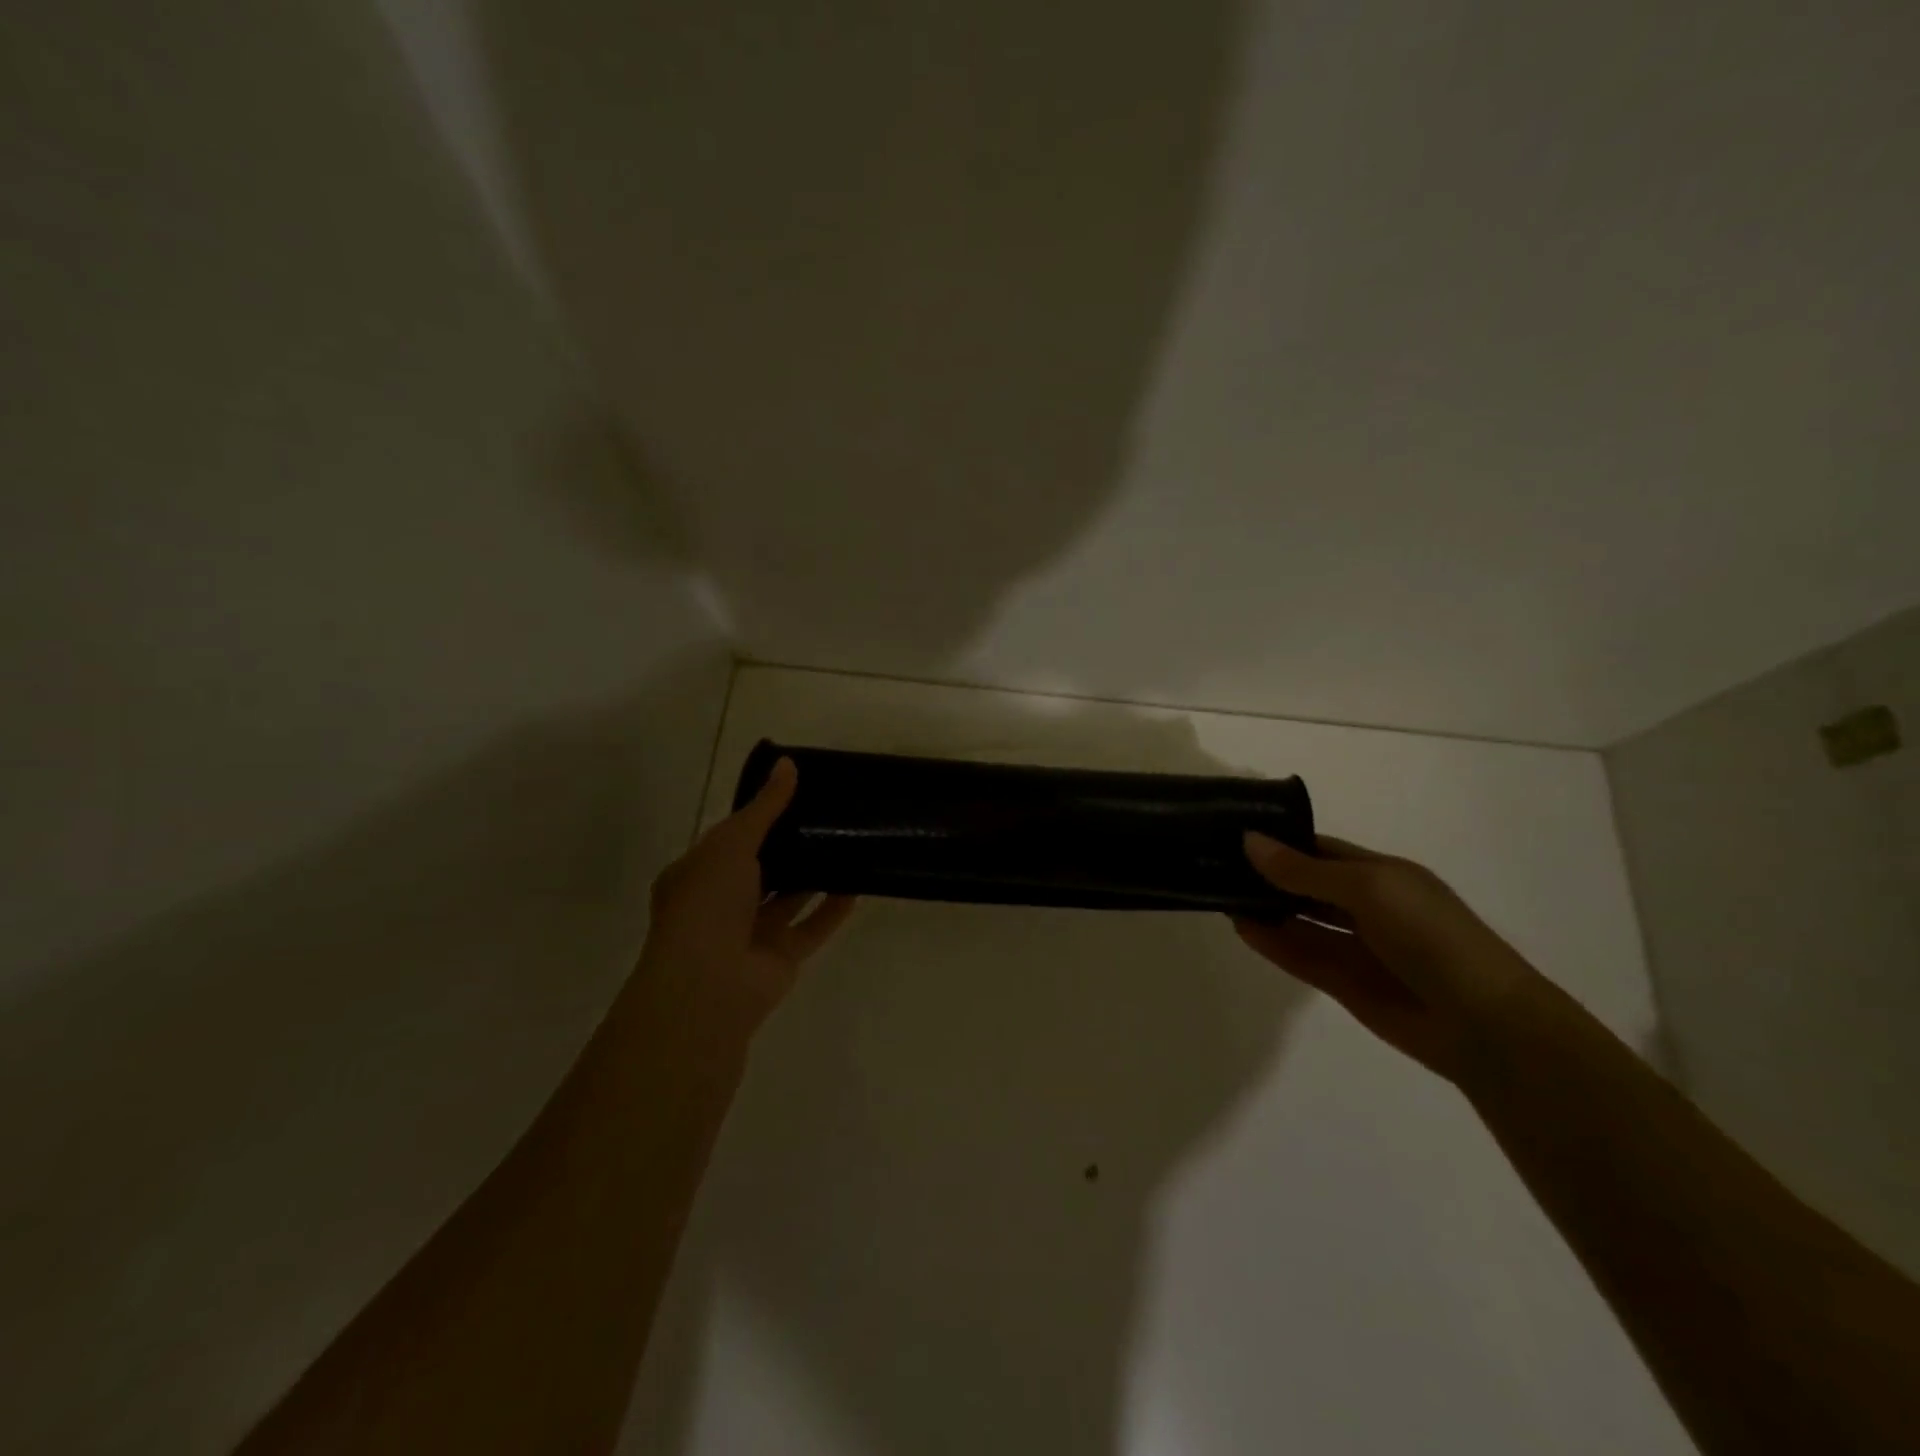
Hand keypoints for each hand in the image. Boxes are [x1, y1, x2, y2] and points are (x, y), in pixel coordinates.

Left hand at [641, 757, 855, 1051]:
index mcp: (698, 874)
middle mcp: (722, 903)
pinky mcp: (782, 957)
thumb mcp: (732, 841)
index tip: (795, 793)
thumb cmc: (708, 902)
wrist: (709, 984)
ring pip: (790, 897)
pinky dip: (833, 908)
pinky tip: (858, 883)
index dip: (759, 816)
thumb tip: (788, 764)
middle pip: (762, 867)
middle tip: (828, 814)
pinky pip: (813, 926)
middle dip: (790, 844)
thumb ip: (765, 806)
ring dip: (814, 874)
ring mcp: (752, 932)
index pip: (730, 839)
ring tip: (847, 842)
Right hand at [1234, 832, 1548, 1084]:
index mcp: (1381, 874)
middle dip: (1266, 874)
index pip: (1320, 849)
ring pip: (1299, 920)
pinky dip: (1271, 942)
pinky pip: (1300, 955)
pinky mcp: (1343, 983)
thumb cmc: (1430, 936)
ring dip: (1264, 908)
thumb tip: (1249, 840)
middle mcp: (1365, 906)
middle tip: (1214, 862)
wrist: (1482, 1024)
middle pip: (1305, 884)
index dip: (1280, 840)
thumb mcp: (1367, 889)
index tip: (1233, 831)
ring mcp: (1354, 947)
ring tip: (1216, 892)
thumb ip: (1304, 870)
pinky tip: (1240, 927)